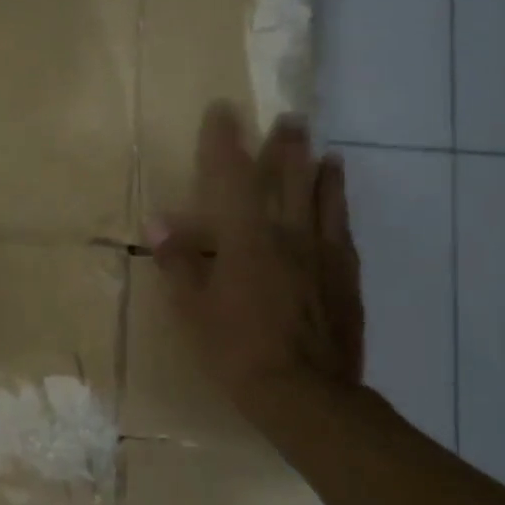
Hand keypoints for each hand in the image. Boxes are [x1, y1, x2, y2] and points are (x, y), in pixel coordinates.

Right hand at [150, 103, 364, 418]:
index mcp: (247, 240)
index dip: (225, 141)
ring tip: (326, 152)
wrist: (307, 395)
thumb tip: (158, 222)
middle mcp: (289, 235)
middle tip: (290, 118)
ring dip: (321, 171)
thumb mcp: (194, 311)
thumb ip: (179, 263)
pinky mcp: (346, 278)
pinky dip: (340, 209)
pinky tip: (340, 205)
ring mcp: (323, 255)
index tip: (223, 109)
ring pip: (324, 199)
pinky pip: (343, 231)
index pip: (232, 177)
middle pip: (288, 178)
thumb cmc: (238, 352)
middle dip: (286, 145)